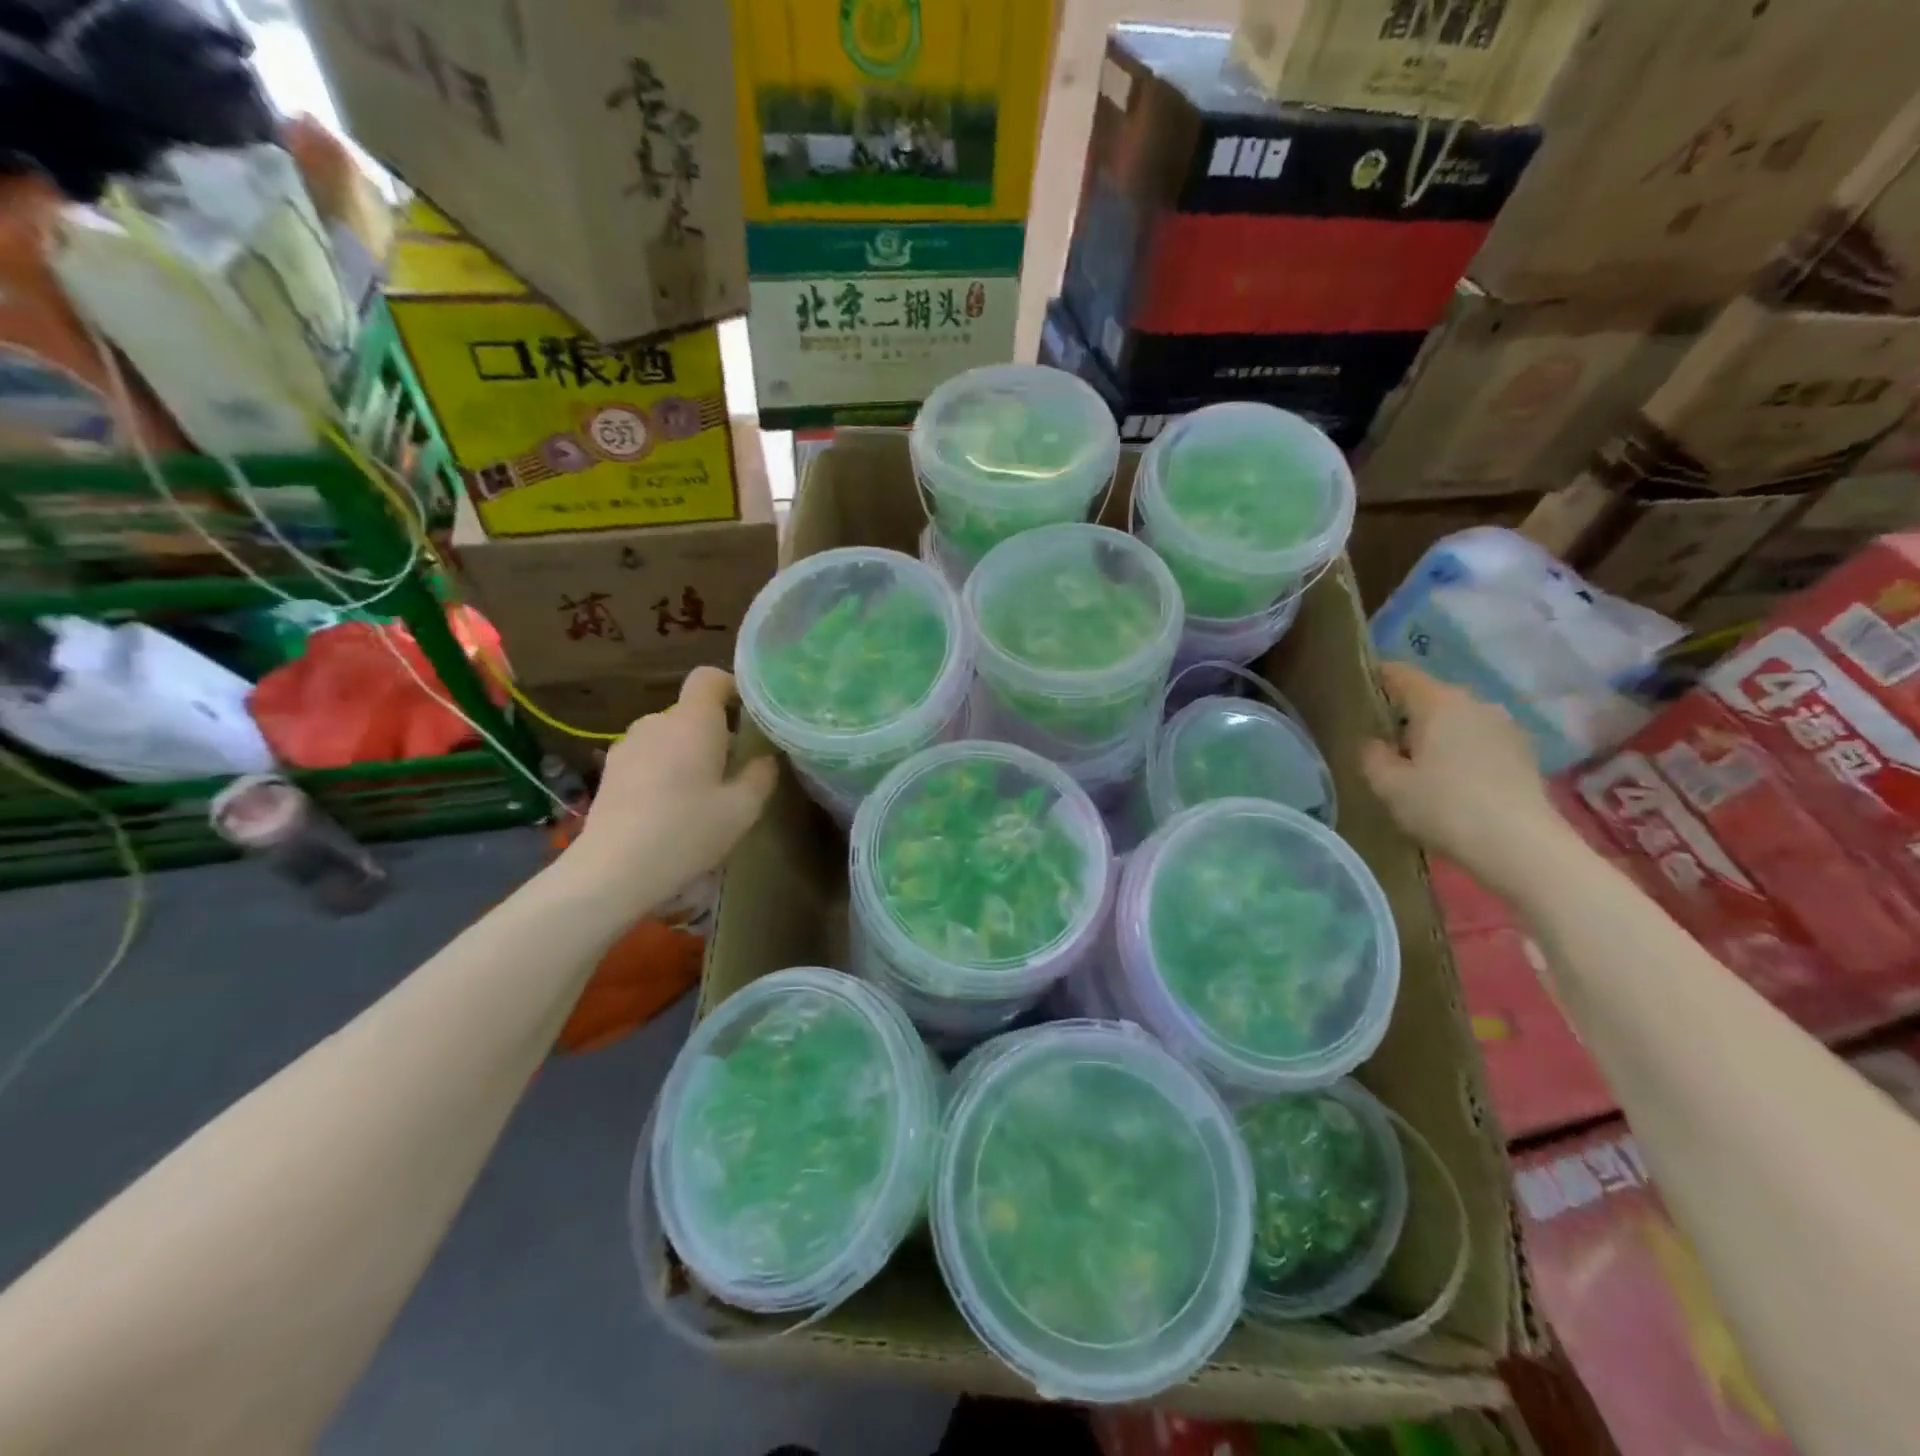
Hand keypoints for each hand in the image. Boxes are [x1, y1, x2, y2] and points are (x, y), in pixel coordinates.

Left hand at [567, 667, 777, 904]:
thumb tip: (766, 758)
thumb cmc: (687, 832)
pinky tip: (670, 808)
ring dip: (688, 753)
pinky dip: (665, 770)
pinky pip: (649, 756)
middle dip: (716, 732)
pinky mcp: (610, 770)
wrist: (614, 870)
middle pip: (692, 711)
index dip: (732, 688)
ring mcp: (628, 745)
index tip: (750, 717)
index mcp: (692, 721)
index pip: (710, 677)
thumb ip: (760, 775)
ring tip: (701, 794)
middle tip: (734, 770)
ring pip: (670, 736)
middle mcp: (656, 722)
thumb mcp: (742, 809)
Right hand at [1361, 662, 1570, 898]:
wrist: (1522, 847)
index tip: (1356, 693)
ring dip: (1436, 734)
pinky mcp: (1523, 753)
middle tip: (1383, 741)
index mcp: (1438, 702)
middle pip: (1430, 697)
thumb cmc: (1445, 807)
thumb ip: (1372, 756)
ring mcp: (1504, 727)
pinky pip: (1478, 740)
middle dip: (1405, 713)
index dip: (1375, 678)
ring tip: (1417, 765)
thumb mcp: (1388, 785)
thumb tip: (1374, 742)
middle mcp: (1475, 703)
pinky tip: (1451, 781)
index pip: (1399, 673)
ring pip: (1457, 719)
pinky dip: (1460, 751)